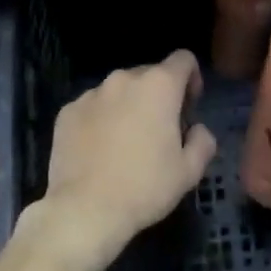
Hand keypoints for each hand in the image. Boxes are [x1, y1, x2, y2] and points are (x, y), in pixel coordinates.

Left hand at [19, 50, 217, 270]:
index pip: (184, 59)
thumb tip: (197, 129)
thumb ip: (203, 141)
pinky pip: (93, 107)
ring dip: (128, 106)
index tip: (188, 108)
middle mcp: (124, 79)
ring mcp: (91, 93)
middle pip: (150, 74)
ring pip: (119, 90)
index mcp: (159, 86)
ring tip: (125, 143)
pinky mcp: (67, 111)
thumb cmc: (144, 188)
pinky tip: (99, 150)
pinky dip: (100, 119)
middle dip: (159, 95)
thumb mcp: (189, 171)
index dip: (191, 79)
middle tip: (159, 131)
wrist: (85, 210)